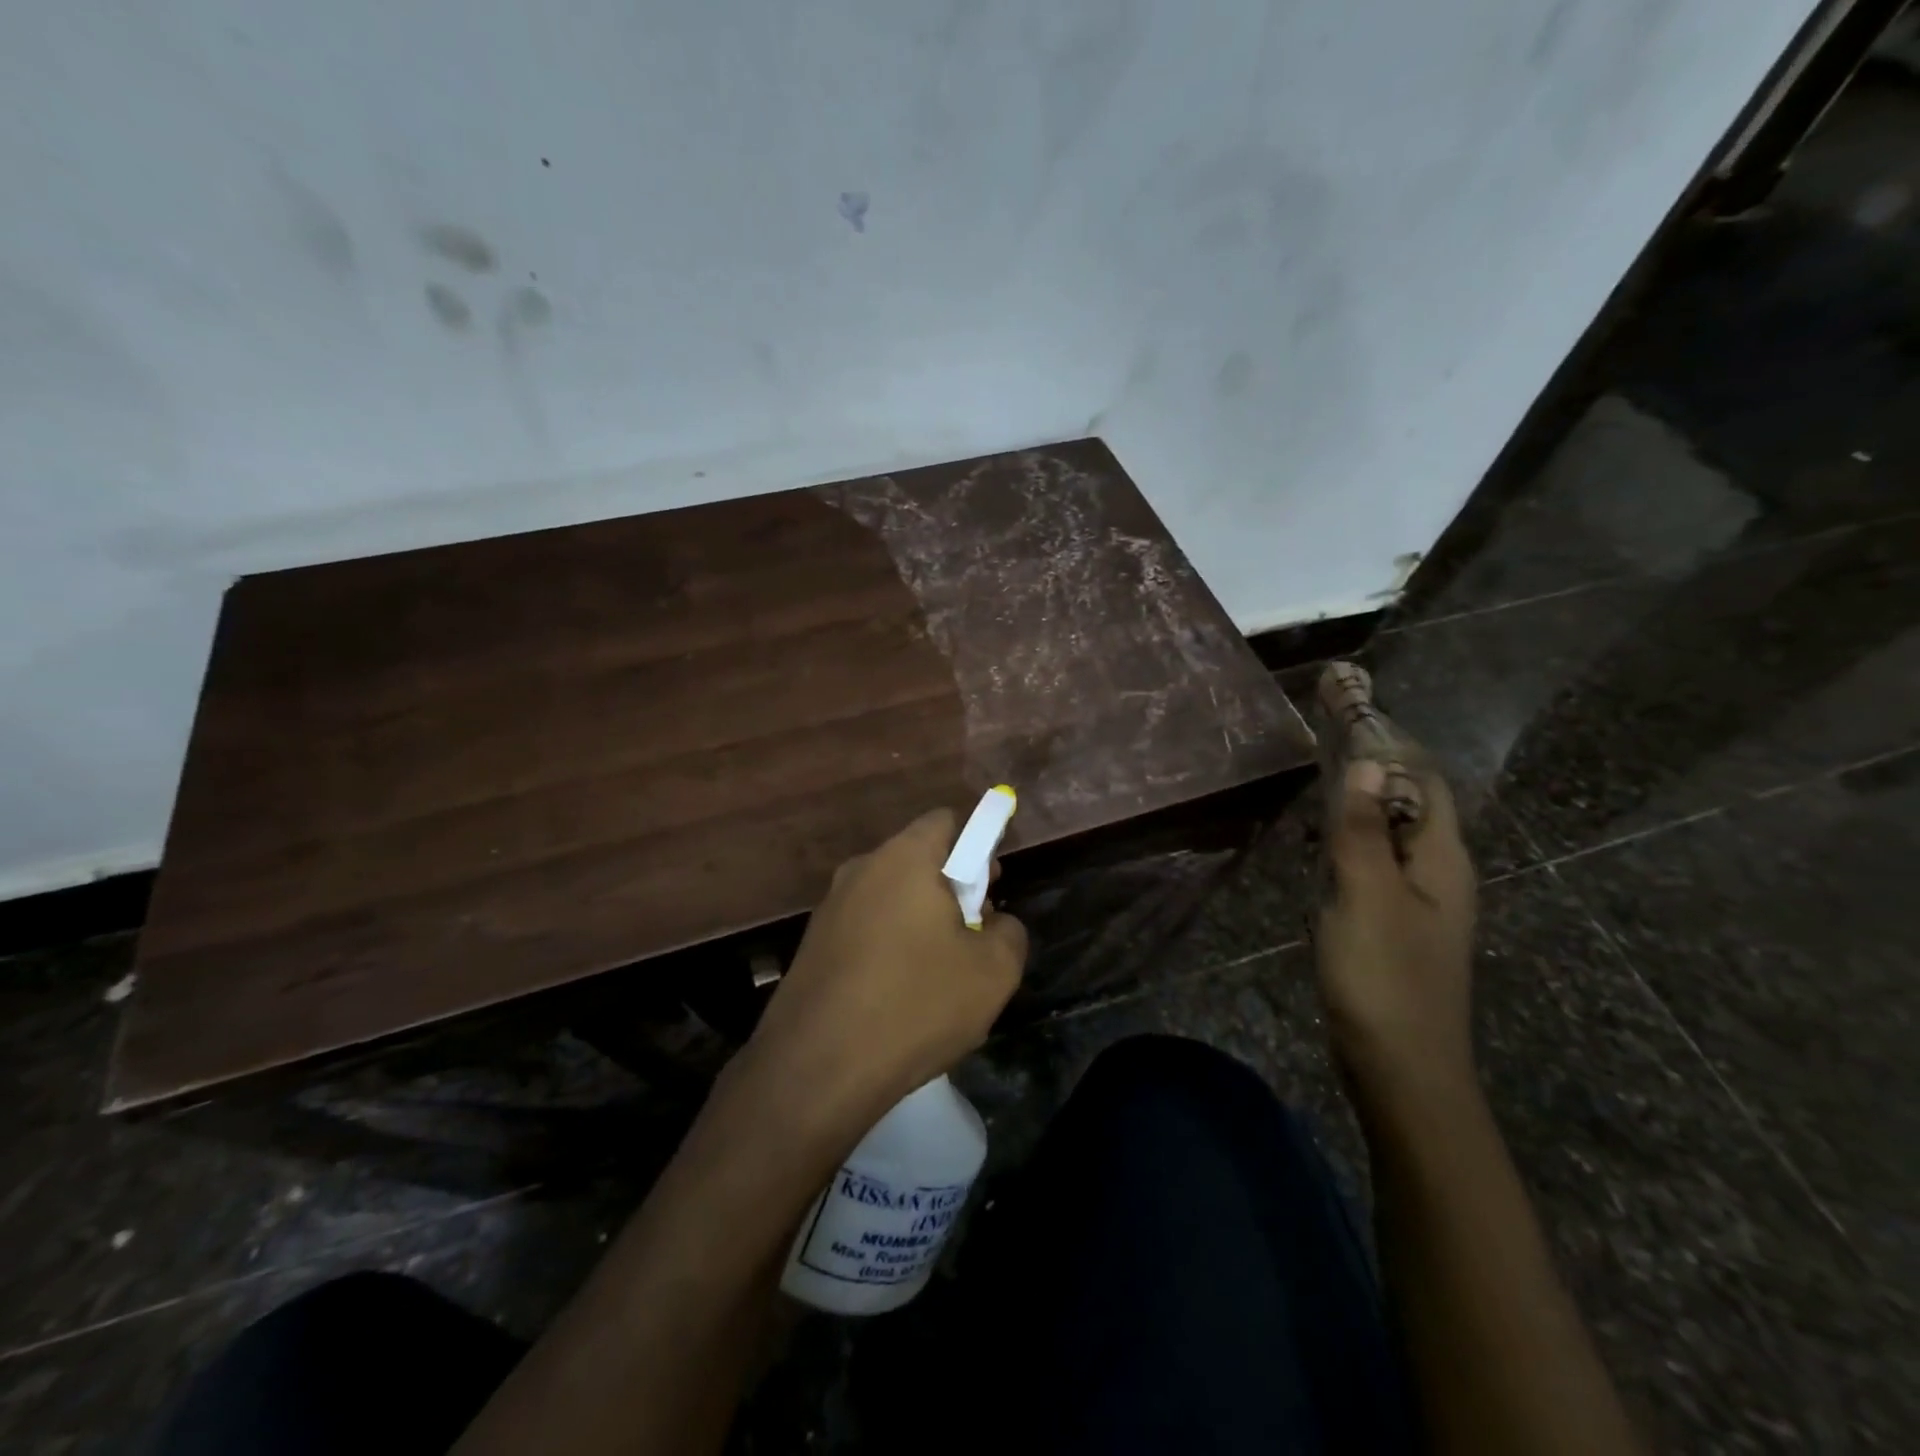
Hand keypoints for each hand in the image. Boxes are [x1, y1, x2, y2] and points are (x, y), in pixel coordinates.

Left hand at [735, 809, 1028, 1136]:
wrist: (816, 1068)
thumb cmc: (915, 1004)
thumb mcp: (993, 971)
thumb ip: (1010, 931)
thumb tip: (995, 923)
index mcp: (905, 858)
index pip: (946, 821)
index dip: (977, 846)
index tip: (989, 891)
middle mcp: (861, 869)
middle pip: (918, 860)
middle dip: (951, 890)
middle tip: (971, 939)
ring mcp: (830, 907)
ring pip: (891, 898)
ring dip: (920, 923)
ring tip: (937, 977)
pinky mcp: (812, 945)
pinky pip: (865, 930)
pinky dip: (888, 948)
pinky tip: (897, 998)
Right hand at [1316, 758, 1477, 1106]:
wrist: (1400, 1068)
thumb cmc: (1384, 977)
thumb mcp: (1366, 896)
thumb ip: (1364, 830)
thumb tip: (1368, 761)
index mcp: (1442, 859)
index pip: (1423, 780)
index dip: (1391, 740)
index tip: (1350, 706)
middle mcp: (1438, 873)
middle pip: (1410, 802)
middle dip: (1373, 764)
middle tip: (1324, 732)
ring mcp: (1417, 902)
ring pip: (1391, 834)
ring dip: (1360, 801)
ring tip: (1319, 774)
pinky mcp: (1395, 925)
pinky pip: (1375, 864)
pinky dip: (1351, 839)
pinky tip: (1322, 841)